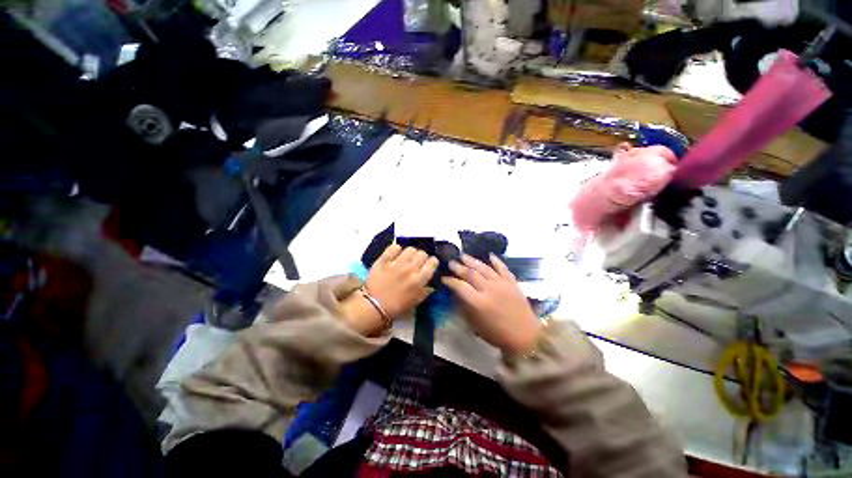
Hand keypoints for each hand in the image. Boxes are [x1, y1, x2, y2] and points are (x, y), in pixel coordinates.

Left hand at [340, 245, 437, 335]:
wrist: (373, 306)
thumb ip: (426, 289)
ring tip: (406, 258)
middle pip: (422, 253)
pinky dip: (396, 249)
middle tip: (417, 262)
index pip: (432, 262)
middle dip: (422, 257)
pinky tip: (395, 255)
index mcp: (419, 280)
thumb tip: (431, 281)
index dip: (432, 262)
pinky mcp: (384, 260)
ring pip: (410, 249)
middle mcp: (410, 269)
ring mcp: (396, 263)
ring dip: (410, 253)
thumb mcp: (416, 301)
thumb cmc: (397, 306)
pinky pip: (394, 247)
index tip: (429, 264)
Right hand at [442, 254, 541, 353]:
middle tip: (451, 262)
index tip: (444, 278)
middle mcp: (489, 289)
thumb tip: (456, 294)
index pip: (460, 286)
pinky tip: (489, 255)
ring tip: (463, 256)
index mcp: (479, 303)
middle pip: (470, 274)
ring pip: (484, 268)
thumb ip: (465, 307)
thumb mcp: (476, 325)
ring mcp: (502, 284)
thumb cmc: (498, 334)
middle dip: (458, 267)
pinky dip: (496, 260)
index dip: (450, 281)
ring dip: (472, 261)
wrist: (526, 336)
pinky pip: (502, 268)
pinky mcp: (512, 282)